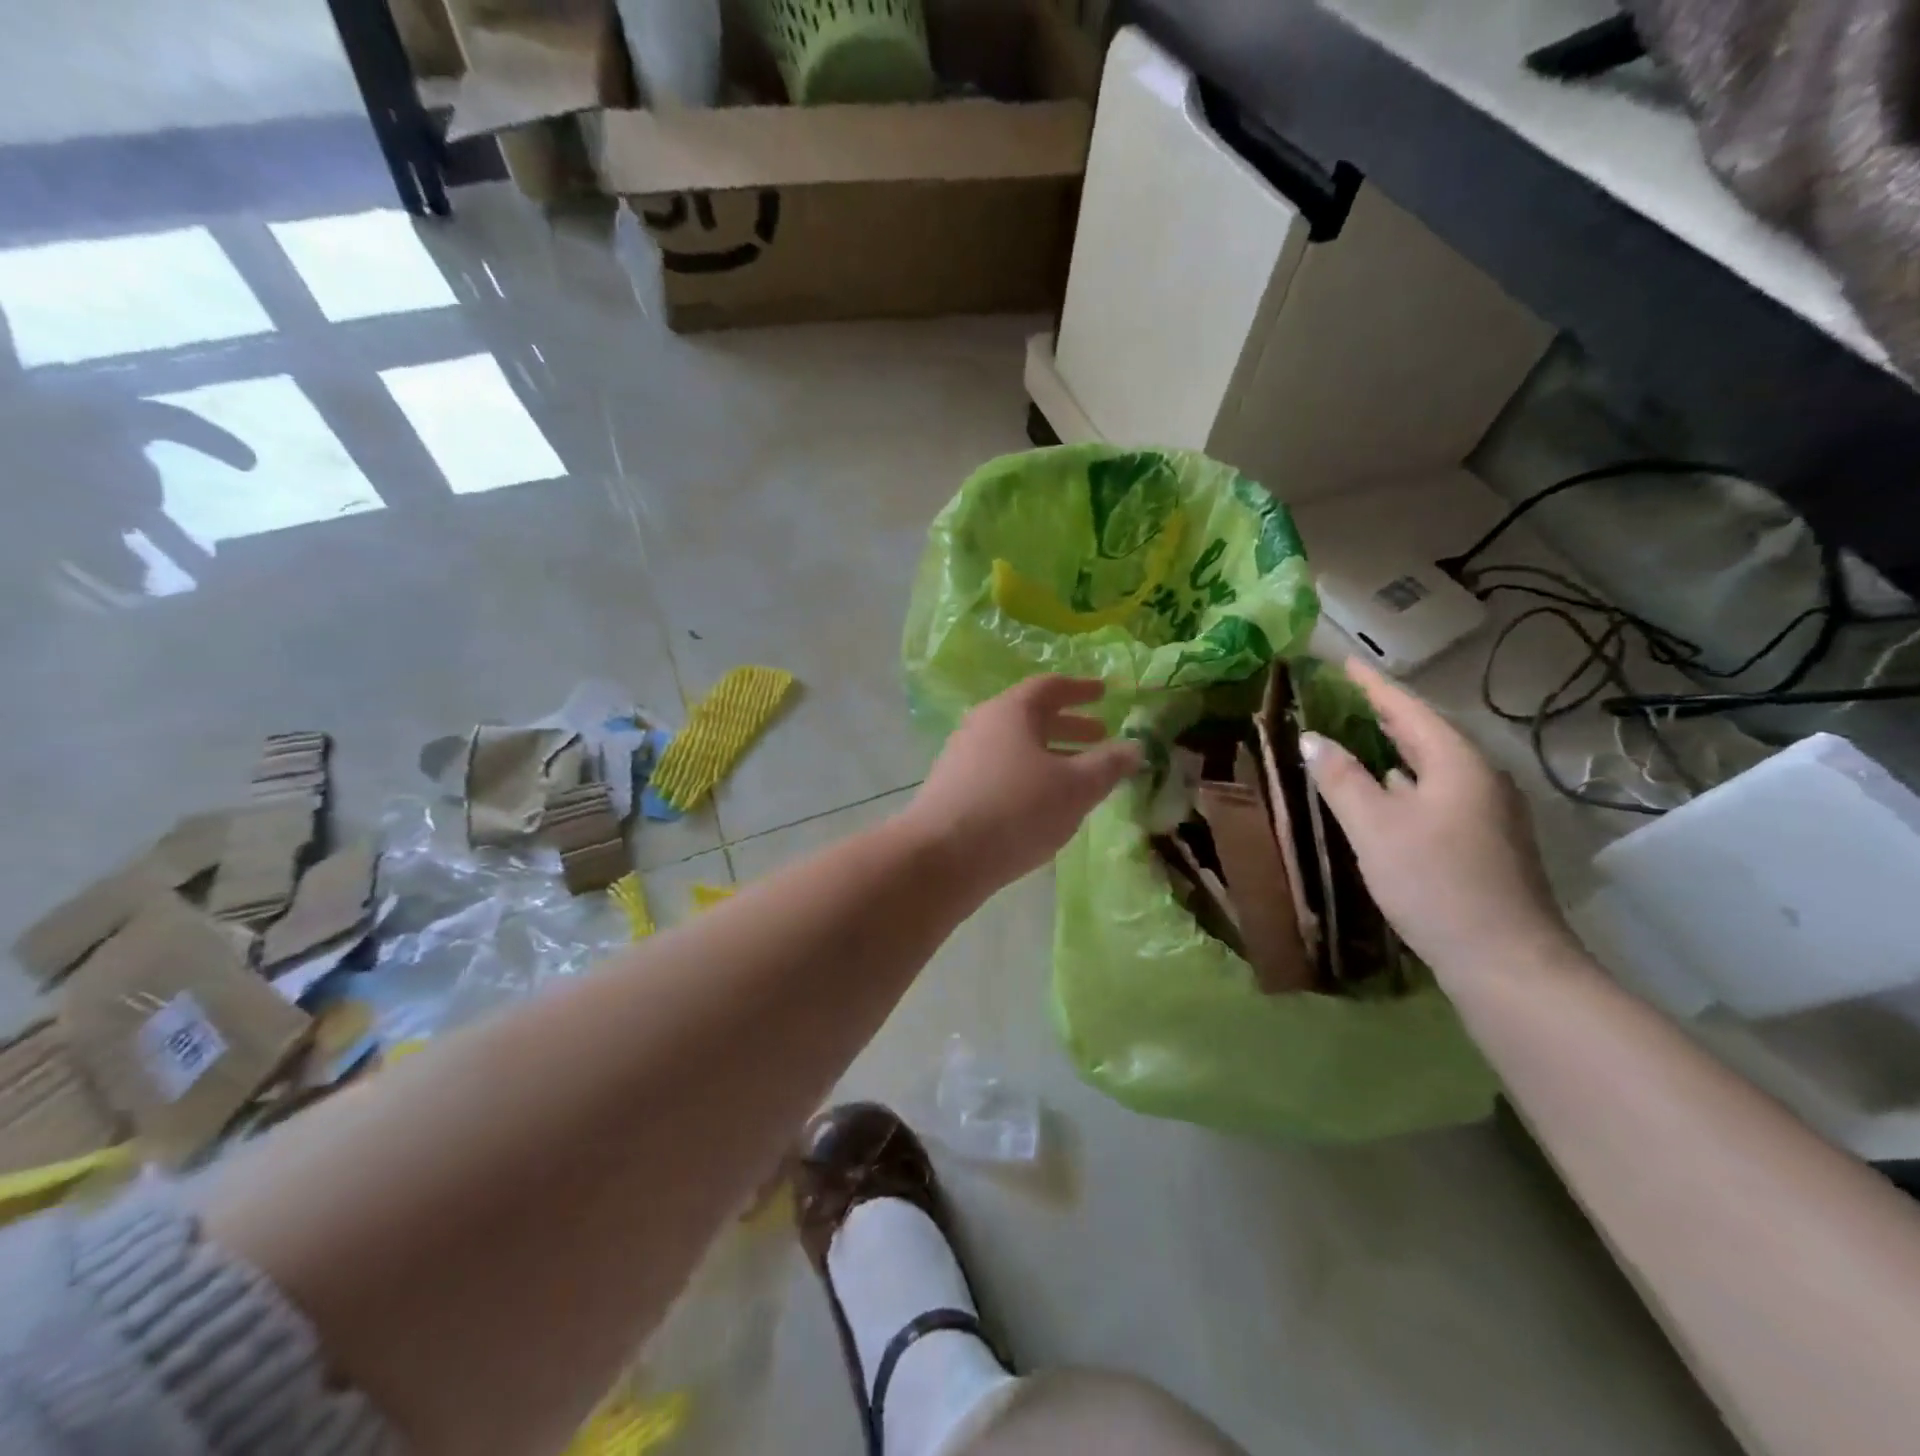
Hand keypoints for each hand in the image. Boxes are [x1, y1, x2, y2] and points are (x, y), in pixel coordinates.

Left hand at [904, 676, 1142, 892]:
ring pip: (1016, 748)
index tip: (1105, 692)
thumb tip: (1135, 747)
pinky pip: (1001, 772)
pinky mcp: (954, 790)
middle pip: (1031, 717)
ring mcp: (963, 758)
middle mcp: (982, 726)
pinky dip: (1029, 777)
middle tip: (1101, 736)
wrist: (942, 857)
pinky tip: (1044, 804)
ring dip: (1050, 755)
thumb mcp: (1075, 788)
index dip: (1081, 689)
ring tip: (1080, 776)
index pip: (1050, 687)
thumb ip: (1108, 765)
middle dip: (1070, 726)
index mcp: (1010, 711)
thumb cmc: (1016, 810)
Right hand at [1300, 659, 1578, 986]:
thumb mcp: (1375, 827)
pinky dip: (1406, 781)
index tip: (1342, 661)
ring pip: (1433, 765)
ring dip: (1395, 748)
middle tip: (1345, 695)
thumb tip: (1313, 738)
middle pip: (1426, 733)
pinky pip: (1437, 792)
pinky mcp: (1484, 841)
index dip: (1372, 685)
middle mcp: (1480, 778)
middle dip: (1385, 713)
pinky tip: (1387, 792)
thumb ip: (1341, 778)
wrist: (1505, 961)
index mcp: (1458, 763)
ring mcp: (1488, 812)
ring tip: (1358, 735)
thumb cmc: (1435, 883)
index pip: (1408, 708)